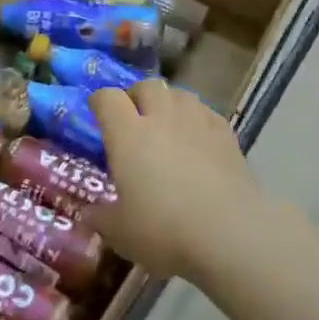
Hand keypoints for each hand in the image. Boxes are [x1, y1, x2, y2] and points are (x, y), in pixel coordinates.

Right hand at [88, 80, 272, 281]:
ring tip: (167, 125)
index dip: (100, 102)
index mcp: (128, 134)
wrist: (230, 233)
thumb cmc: (165, 230)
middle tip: (134, 120)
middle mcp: (162, 117)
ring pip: (179, 94)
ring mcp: (198, 121)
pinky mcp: (226, 133)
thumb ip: (100, 218)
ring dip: (168, 103)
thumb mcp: (120, 233)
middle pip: (146, 86)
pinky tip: (198, 139)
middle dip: (137, 97)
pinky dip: (196, 118)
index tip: (98, 113)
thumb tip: (88, 214)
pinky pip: (206, 112)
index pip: (108, 98)